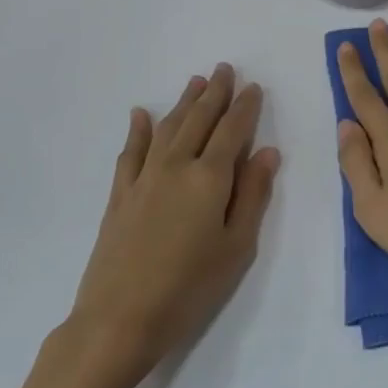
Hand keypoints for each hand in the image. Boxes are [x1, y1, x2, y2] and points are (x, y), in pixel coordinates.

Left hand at [60, 65, 278, 387]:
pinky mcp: (119, 195)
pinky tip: (141, 114)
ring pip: (167, 128)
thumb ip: (252, 194)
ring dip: (183, 103)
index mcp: (209, 178)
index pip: (232, 131)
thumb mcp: (237, 246)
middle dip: (214, 93)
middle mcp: (176, 166)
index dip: (244, 107)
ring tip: (195, 81)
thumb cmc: (190, 287)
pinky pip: (130, 152)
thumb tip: (267, 151)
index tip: (253, 86)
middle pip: (199, 121)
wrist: (120, 319)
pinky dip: (138, 130)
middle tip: (224, 68)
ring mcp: (143, 179)